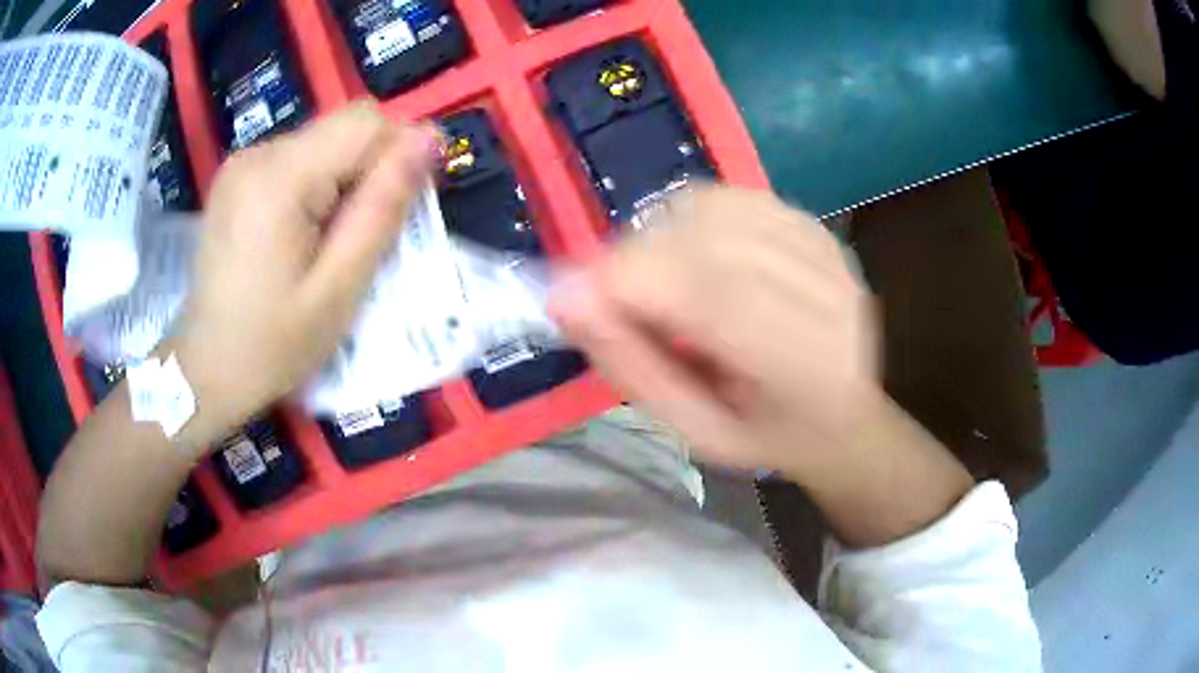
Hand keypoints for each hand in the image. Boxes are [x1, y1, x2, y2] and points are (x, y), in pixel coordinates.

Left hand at [167, 102, 434, 451]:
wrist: (205, 370)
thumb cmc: (272, 344)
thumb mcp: (338, 289)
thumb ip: (382, 208)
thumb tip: (427, 139)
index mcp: (280, 178)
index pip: (366, 121)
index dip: (396, 153)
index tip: (399, 207)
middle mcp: (258, 153)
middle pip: (343, 128)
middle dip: (369, 170)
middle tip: (360, 236)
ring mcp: (242, 162)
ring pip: (323, 142)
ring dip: (342, 180)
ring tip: (327, 242)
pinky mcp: (236, 176)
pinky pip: (297, 159)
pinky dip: (315, 186)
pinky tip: (300, 234)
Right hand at [552, 185, 875, 476]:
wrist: (844, 412)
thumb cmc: (767, 434)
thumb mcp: (694, 430)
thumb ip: (634, 367)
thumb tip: (567, 299)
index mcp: (802, 367)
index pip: (711, 297)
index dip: (628, 281)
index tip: (568, 296)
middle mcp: (825, 296)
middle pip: (710, 242)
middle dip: (635, 258)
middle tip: (609, 292)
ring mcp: (825, 253)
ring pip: (718, 209)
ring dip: (662, 234)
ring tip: (655, 278)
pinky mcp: (816, 228)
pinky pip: (736, 198)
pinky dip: (693, 215)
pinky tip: (691, 251)